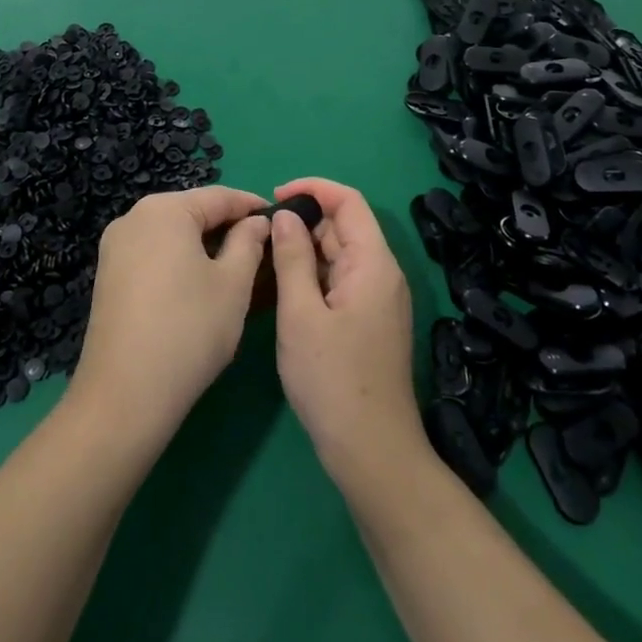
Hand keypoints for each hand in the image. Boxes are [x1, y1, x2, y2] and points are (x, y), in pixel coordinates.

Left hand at [71, 185, 271, 441]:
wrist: (125, 395)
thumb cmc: (189, 330)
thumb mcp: (234, 283)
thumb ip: (249, 242)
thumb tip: (257, 222)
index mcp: (165, 209)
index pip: (220, 196)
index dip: (254, 207)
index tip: (283, 221)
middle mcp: (134, 217)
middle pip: (193, 212)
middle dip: (228, 227)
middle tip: (263, 250)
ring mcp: (115, 246)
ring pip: (173, 234)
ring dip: (205, 246)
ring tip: (237, 271)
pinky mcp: (108, 275)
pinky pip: (154, 254)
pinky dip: (180, 261)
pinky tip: (200, 287)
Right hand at [269, 178, 422, 488]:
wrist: (372, 452)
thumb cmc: (333, 380)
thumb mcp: (301, 314)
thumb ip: (292, 258)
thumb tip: (286, 215)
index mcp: (373, 263)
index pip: (348, 201)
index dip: (313, 188)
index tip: (275, 197)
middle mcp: (382, 274)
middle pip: (343, 227)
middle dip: (304, 222)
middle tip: (260, 237)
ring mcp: (378, 300)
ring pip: (339, 255)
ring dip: (305, 250)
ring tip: (265, 260)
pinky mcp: (369, 321)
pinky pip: (340, 280)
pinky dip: (313, 275)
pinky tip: (285, 289)